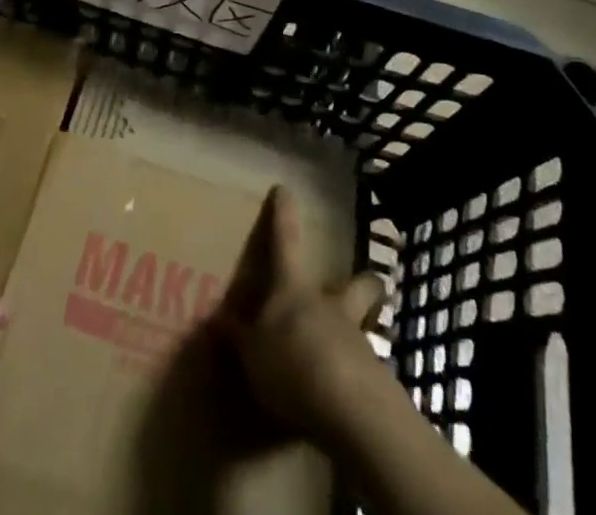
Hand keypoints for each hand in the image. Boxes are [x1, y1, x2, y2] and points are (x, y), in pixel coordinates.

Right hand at [219, 185, 392, 447]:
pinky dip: (355, 379)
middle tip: (363, 285)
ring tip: (340, 361)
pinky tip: (343, 400)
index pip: (286, 241)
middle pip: (356, 285)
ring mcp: (358, 340)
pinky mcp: (376, 380)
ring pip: (363, 326)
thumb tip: (219, 321)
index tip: (284, 189)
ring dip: (354, 337)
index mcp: (294, 290)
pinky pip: (365, 372)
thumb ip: (240, 338)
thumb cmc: (290, 364)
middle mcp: (330, 306)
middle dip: (362, 284)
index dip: (283, 214)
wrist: (347, 406)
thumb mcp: (252, 355)